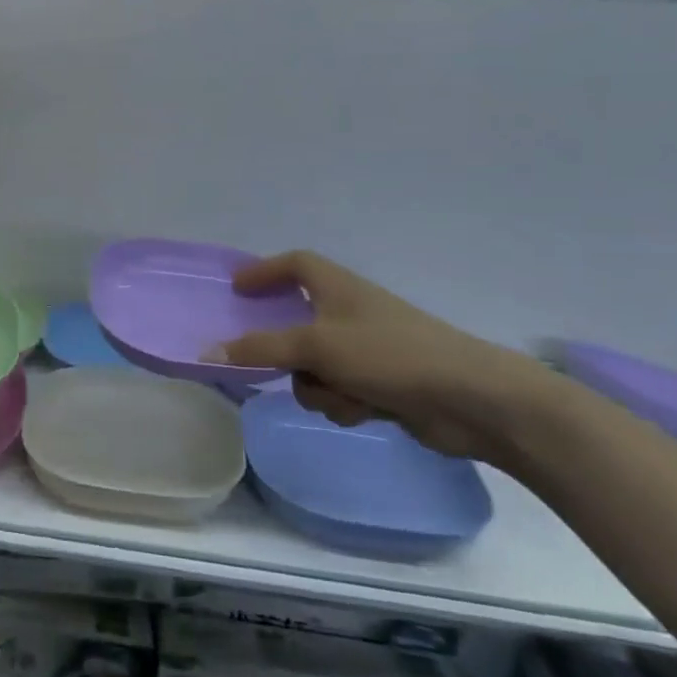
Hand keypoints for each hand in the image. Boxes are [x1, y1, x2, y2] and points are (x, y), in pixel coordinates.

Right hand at [208, 251, 558, 464]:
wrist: (470, 400)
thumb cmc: (389, 355)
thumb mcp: (316, 346)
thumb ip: (260, 349)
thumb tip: (207, 352)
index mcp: (338, 288)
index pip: (295, 264)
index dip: (264, 271)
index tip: (237, 288)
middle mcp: (350, 313)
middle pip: (297, 324)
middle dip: (287, 352)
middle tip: (267, 364)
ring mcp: (367, 350)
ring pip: (314, 366)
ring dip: (319, 387)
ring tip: (343, 397)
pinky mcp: (380, 383)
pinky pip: (338, 390)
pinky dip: (343, 403)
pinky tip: (365, 412)